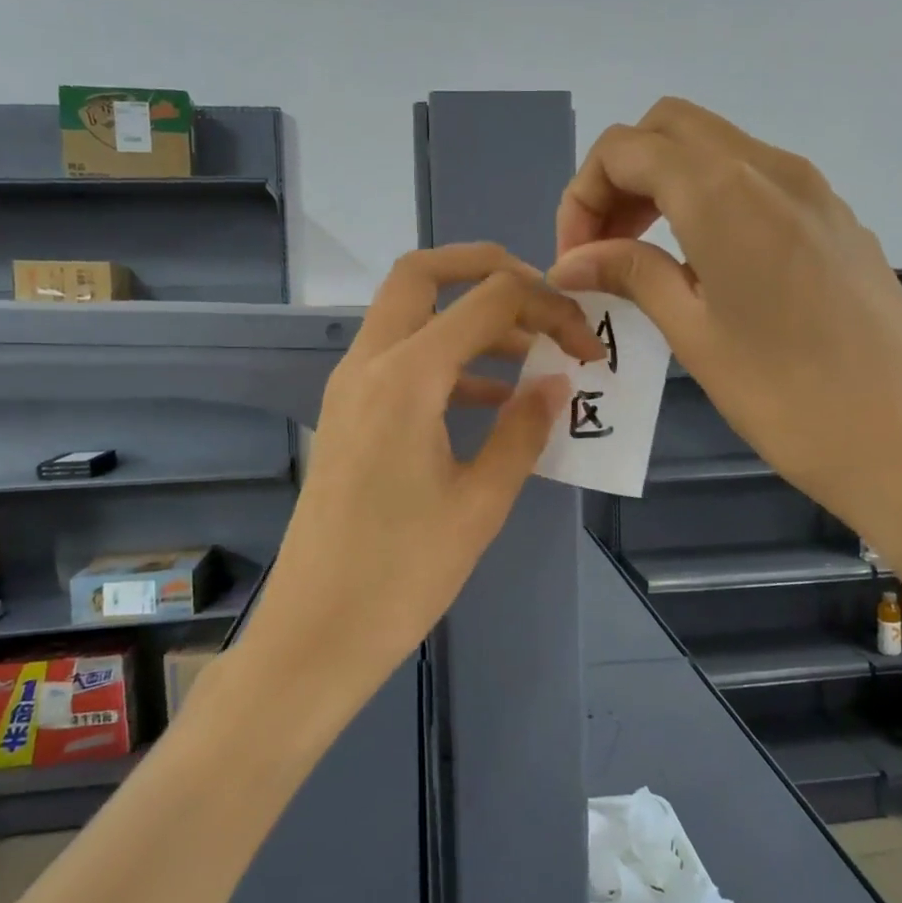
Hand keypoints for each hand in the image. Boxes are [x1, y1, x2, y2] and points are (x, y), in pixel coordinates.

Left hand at [244, 243, 602, 704]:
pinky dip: (446, 360)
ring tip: (532, 358)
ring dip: (468, 319)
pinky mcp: (348, 416)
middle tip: (542, 299)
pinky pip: (399, 361)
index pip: (488, 300)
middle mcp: (369, 364)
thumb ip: (523, 430)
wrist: (315, 633)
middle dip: (487, 269)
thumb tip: (556, 382)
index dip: (547, 306)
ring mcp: (350, 388)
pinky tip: (491, 400)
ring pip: (409, 316)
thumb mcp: (481, 502)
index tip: (586, 345)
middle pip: (423, 274)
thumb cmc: (403, 573)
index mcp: (406, 376)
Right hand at [550, 98, 901, 558]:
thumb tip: (569, 261)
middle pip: (669, 127)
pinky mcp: (835, 217)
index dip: (583, 196)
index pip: (626, 148)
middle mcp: (771, 168)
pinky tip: (705, 266)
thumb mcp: (693, 335)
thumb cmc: (787, 398)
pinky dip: (708, 198)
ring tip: (643, 257)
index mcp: (725, 193)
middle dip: (620, 176)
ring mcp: (812, 189)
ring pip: (714, 147)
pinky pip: (754, 179)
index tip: (576, 259)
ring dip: (663, 183)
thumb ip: (630, 276)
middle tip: (604, 247)